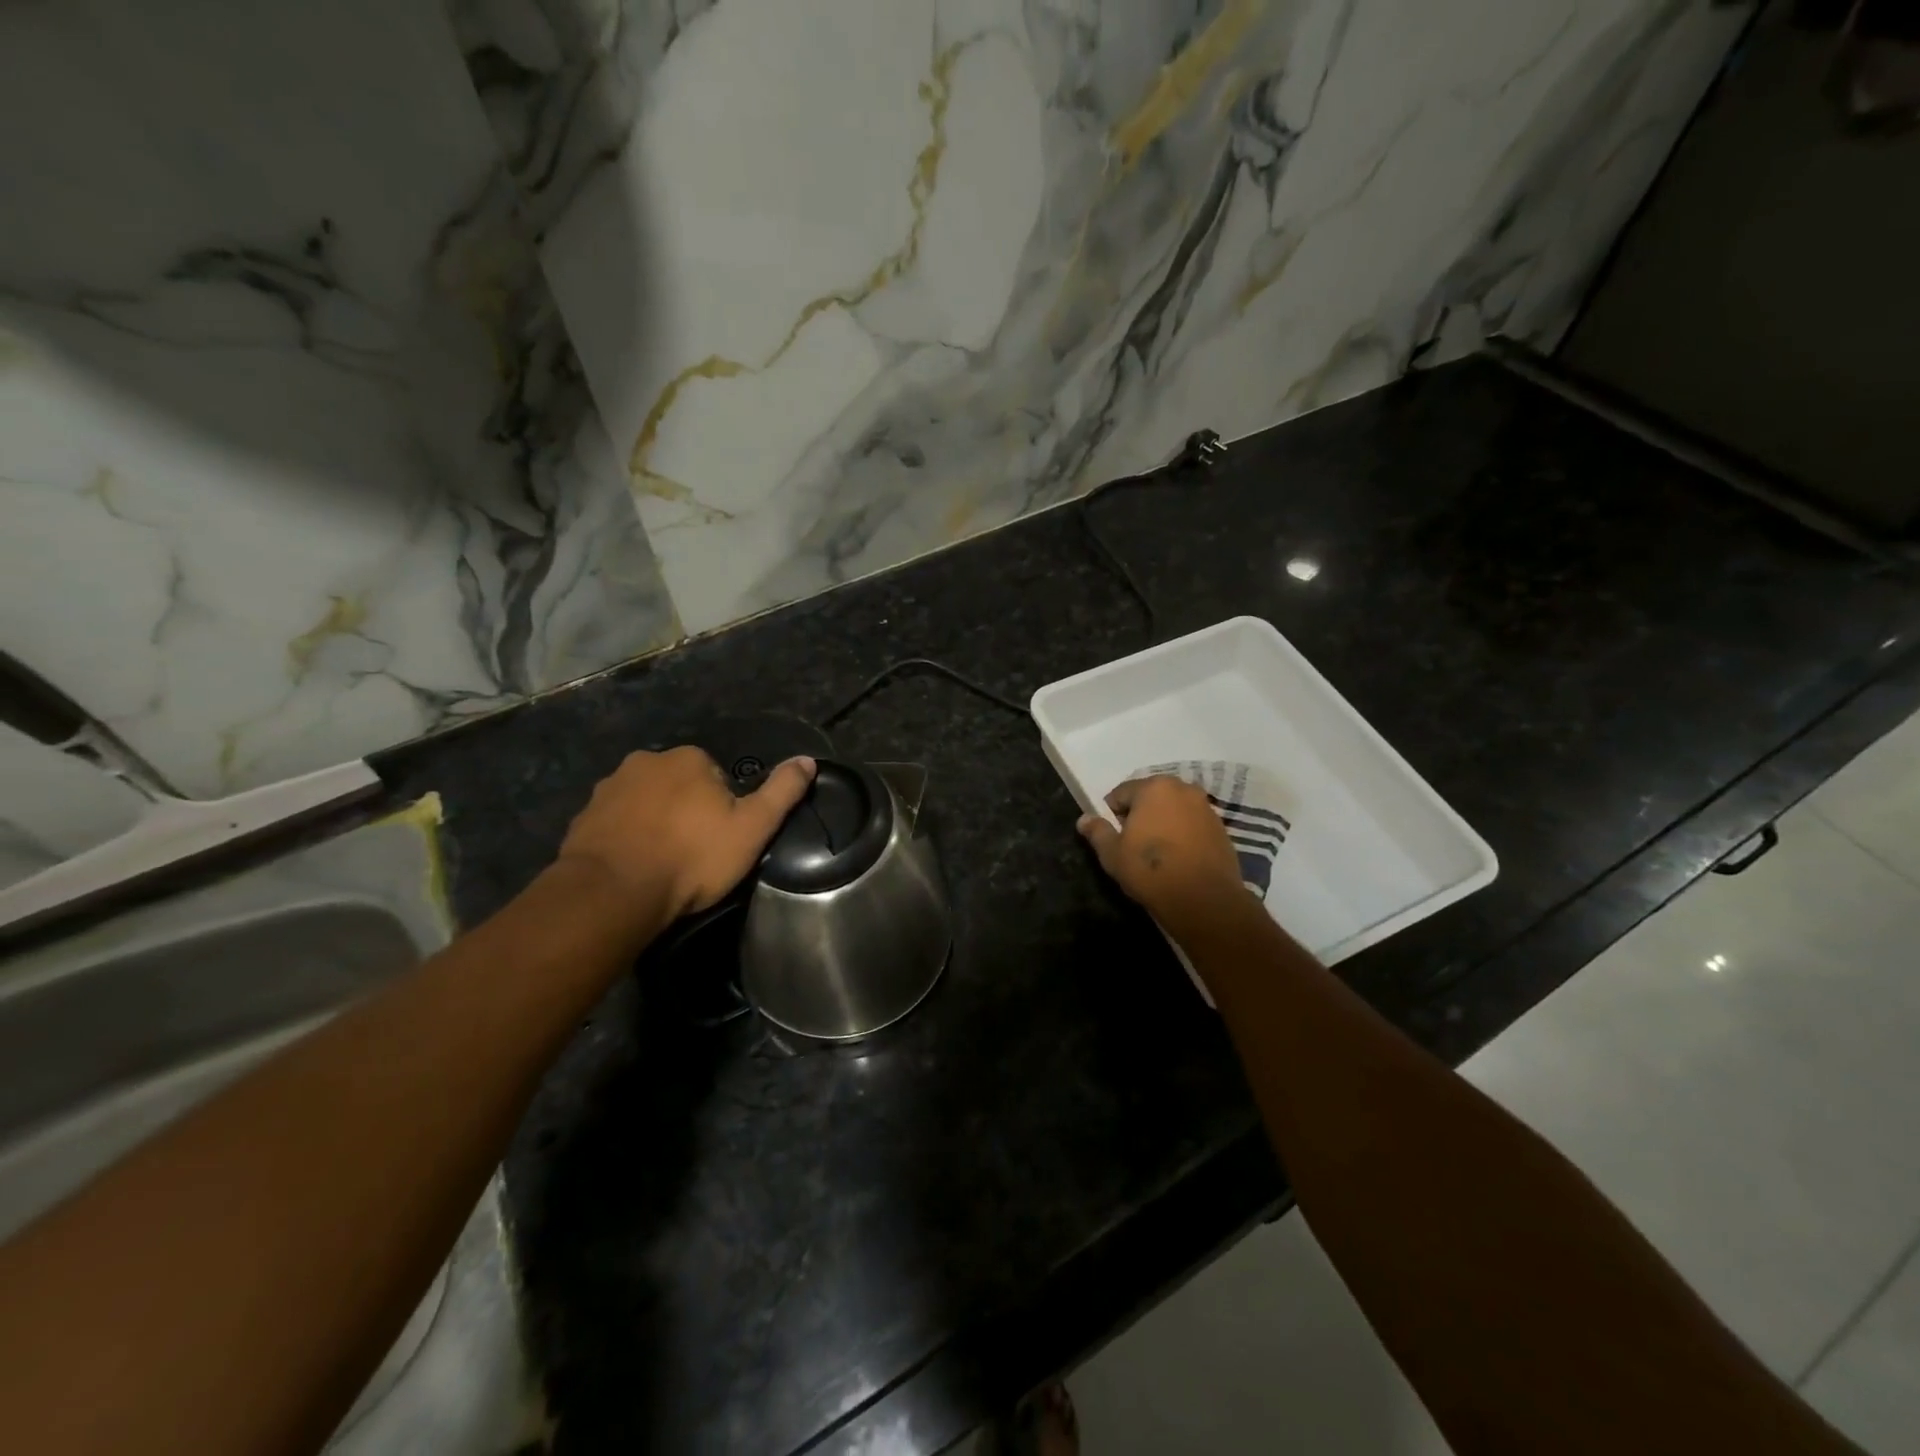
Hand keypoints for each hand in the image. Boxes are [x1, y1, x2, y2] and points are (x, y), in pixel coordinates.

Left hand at [558, 747, 816, 921]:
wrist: (613, 893)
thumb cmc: (692, 857)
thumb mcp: (753, 828)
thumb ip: (782, 792)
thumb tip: (808, 760)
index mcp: (688, 758)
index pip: (716, 776)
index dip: (724, 808)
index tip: (721, 840)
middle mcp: (645, 761)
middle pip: (679, 785)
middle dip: (686, 811)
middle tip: (694, 853)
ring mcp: (608, 788)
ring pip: (645, 802)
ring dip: (654, 823)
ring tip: (663, 864)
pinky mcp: (582, 817)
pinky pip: (615, 823)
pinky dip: (626, 839)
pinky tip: (634, 867)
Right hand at [1076, 775, 1250, 931]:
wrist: (1204, 900)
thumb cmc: (1151, 870)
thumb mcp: (1112, 853)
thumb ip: (1097, 831)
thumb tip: (1083, 819)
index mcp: (1154, 787)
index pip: (1121, 793)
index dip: (1111, 815)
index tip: (1111, 837)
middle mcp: (1183, 789)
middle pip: (1150, 797)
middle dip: (1139, 815)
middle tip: (1132, 845)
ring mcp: (1206, 807)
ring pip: (1173, 810)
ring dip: (1162, 823)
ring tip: (1157, 853)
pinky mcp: (1221, 828)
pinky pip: (1192, 824)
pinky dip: (1182, 834)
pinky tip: (1178, 859)